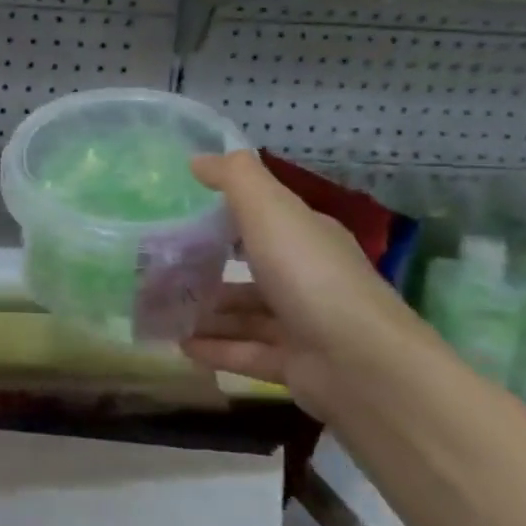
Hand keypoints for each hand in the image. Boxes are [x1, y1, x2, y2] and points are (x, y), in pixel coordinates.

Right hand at [184, 149, 425, 418]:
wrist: (364, 367)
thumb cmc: (310, 276)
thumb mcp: (269, 210)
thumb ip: (234, 178)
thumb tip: (199, 158)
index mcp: (308, 238)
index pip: (266, 220)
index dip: (227, 215)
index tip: (182, 216)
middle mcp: (309, 278)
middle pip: (252, 269)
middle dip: (209, 268)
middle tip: (160, 267)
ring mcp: (305, 326)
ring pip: (246, 315)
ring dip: (207, 312)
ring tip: (161, 309)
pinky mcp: (297, 367)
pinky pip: (247, 353)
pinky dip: (215, 349)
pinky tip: (180, 345)